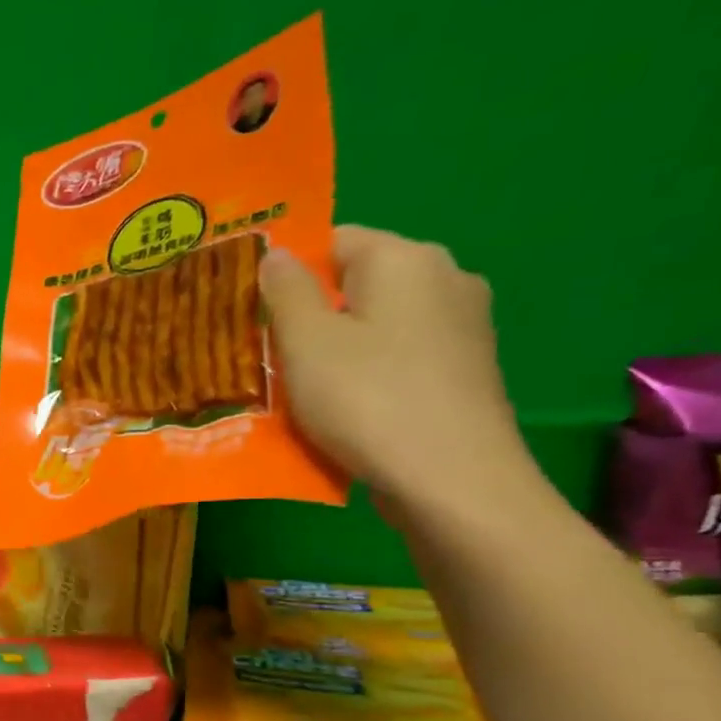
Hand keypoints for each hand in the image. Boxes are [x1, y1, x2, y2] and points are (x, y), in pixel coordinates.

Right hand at [260, 227, 534, 517]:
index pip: (335, 241)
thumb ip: (286, 291)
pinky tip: (344, 409)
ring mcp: (463, 326)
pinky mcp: (465, 370)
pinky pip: (400, 357)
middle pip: (358, 284)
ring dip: (337, 349)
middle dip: (311, 314)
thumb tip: (277, 253)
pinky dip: (368, 374)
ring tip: (298, 389)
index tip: (254, 313)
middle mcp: (445, 279)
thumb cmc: (366, 399)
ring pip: (377, 324)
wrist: (450, 478)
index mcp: (406, 259)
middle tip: (267, 355)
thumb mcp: (306, 342)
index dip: (289, 273)